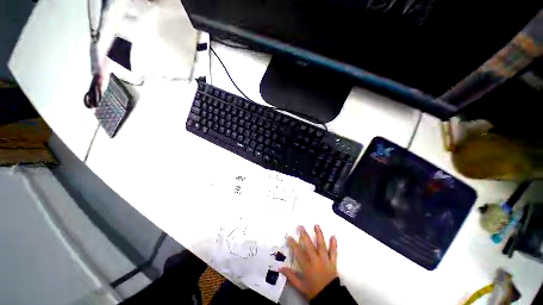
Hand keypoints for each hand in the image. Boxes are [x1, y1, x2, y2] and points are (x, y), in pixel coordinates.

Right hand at [280, 225, 337, 300]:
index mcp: (307, 267)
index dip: (293, 244)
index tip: (289, 236)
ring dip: (319, 235)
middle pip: (310, 246)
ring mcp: (325, 261)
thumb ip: (290, 276)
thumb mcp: (300, 286)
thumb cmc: (313, 290)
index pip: (298, 253)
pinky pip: (333, 252)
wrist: (329, 297)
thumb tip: (280, 268)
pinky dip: (334, 244)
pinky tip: (333, 236)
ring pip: (322, 246)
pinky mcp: (333, 262)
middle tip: (301, 226)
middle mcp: (316, 262)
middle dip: (304, 235)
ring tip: (316, 225)